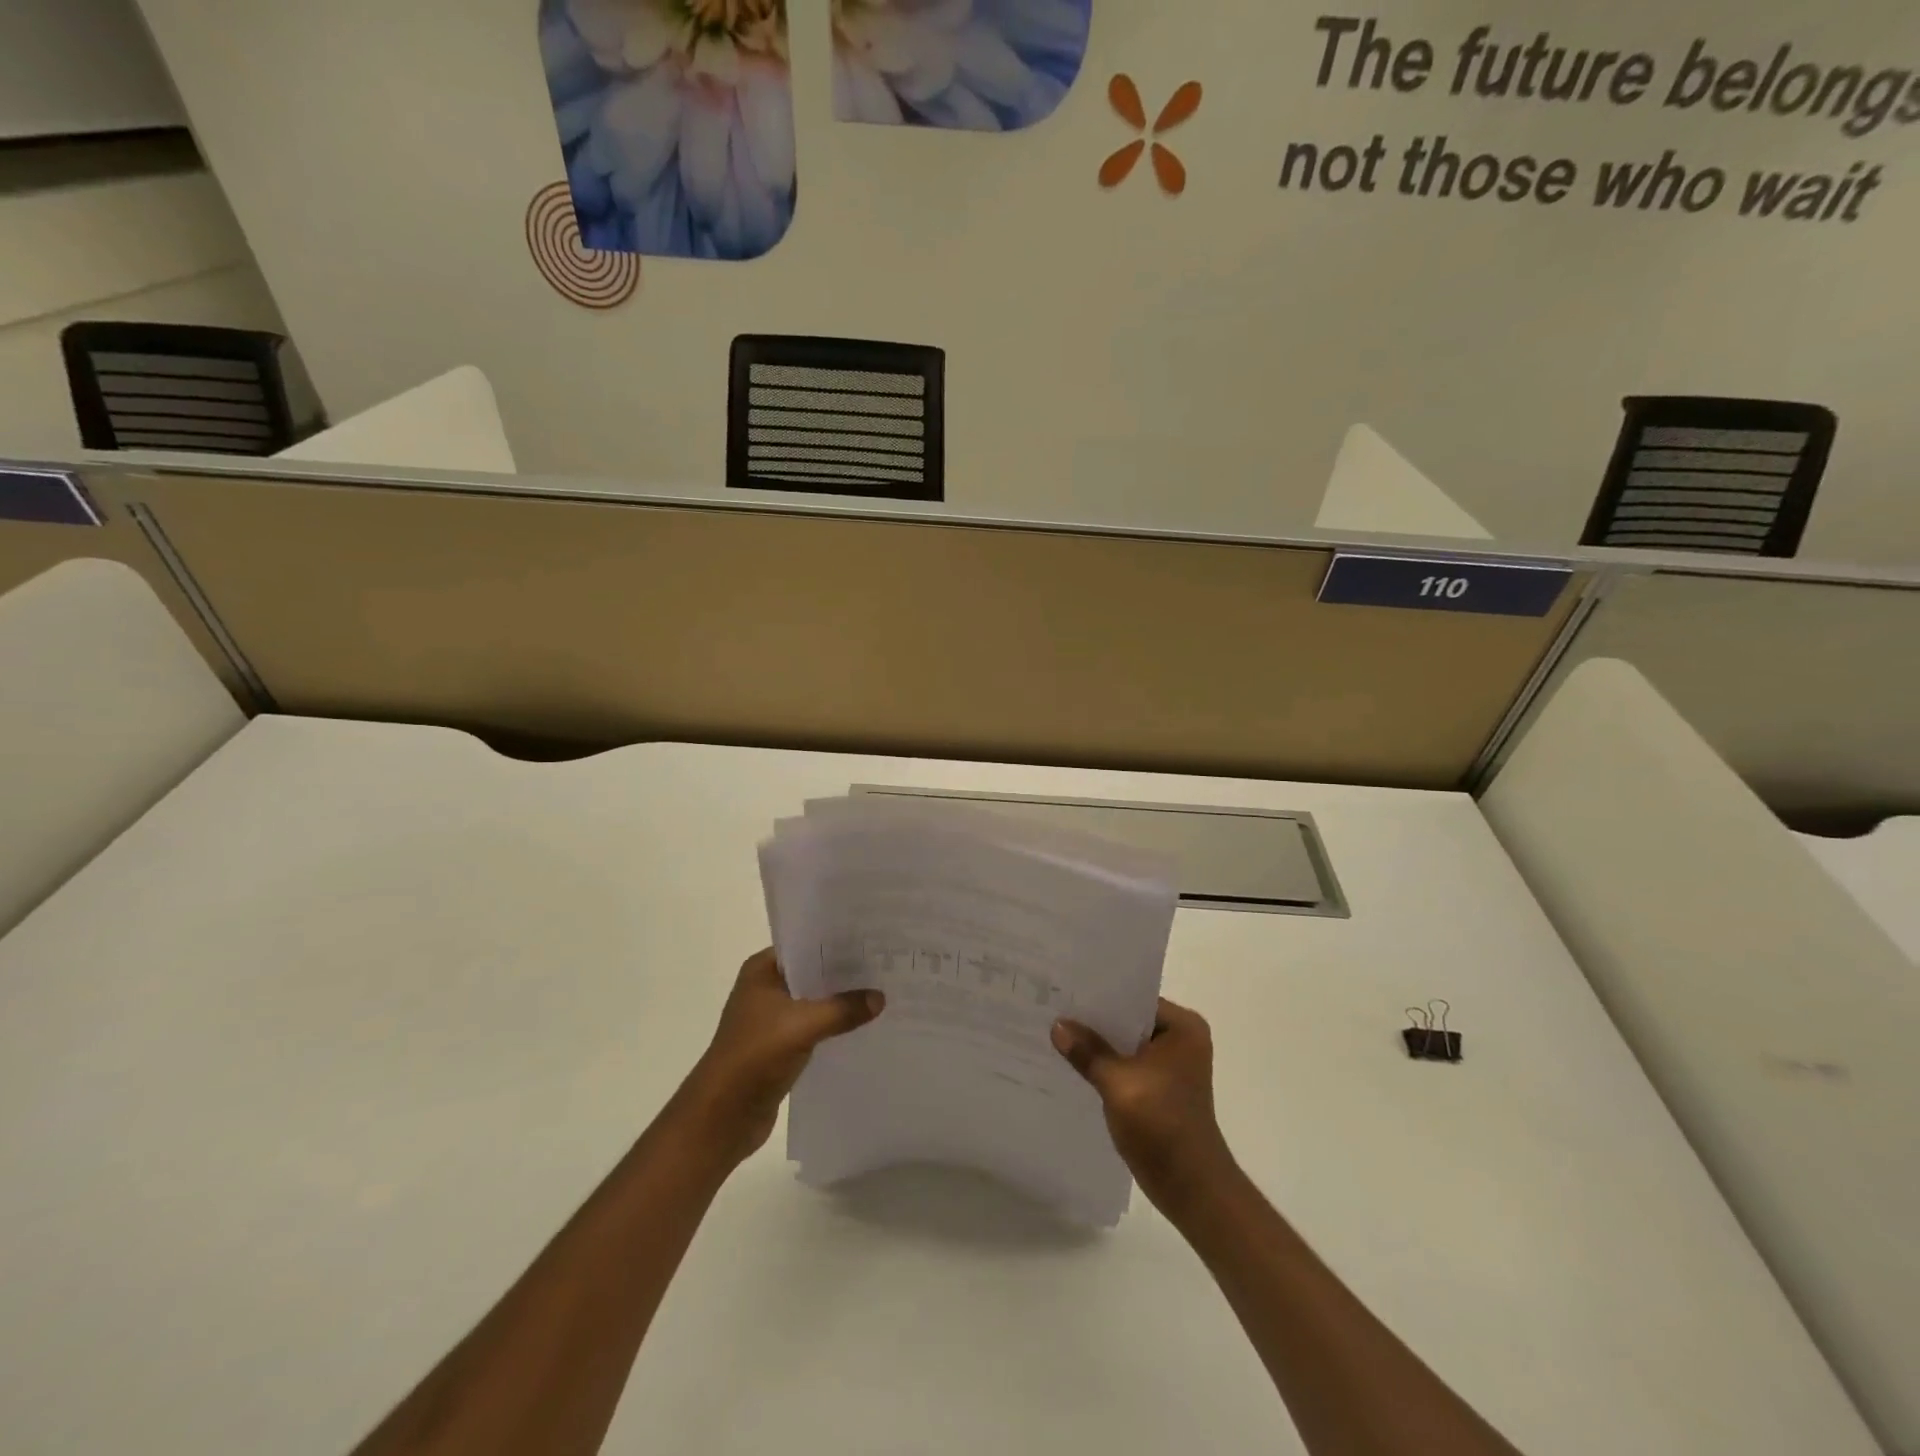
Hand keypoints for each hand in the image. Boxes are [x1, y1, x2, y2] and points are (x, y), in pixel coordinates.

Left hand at [678, 949, 883, 1167]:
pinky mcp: (780, 1045)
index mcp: (762, 970)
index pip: (806, 944)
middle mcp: (766, 988)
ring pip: (815, 1001)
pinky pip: (814, 1026)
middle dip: (845, 972)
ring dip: (841, 1001)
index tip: (872, 938)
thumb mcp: (803, 1025)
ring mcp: (772, 1018)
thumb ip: (843, 1009)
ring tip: (882, 992)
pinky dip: (834, 1025)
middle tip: (885, 964)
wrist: (722, 1117)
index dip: (837, 941)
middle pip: (813, 972)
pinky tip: (863, 1025)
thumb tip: (880, 998)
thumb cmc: (755, 1056)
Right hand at [1051, 998, 1235, 1212]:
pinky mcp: (1160, 1089)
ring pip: (1125, 1044)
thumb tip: (1057, 1025)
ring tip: (1056, 1031)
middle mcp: (1181, 1040)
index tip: (1065, 988)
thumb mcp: (1118, 1083)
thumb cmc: (1162, 1125)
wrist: (1191, 1188)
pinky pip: (1126, 1065)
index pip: (1134, 997)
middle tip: (1054, 1007)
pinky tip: (1073, 1063)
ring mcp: (1171, 1066)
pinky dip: (1105, 1065)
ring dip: (1098, 1044)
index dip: (1100, 994)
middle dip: (1095, 1020)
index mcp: (1182, 1027)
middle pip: (1129, 1020)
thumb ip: (1087, 1051)